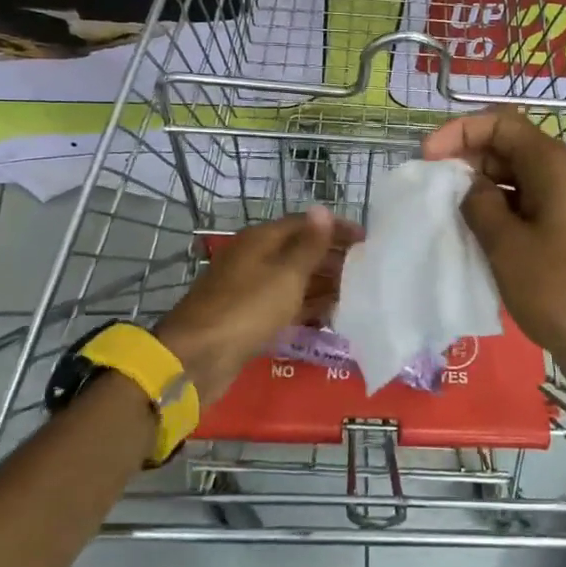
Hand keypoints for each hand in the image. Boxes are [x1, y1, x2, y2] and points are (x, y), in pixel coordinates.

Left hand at [155, 208, 356, 405]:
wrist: (198, 357)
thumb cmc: (247, 309)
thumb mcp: (286, 274)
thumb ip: (309, 244)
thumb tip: (323, 209)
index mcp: (261, 240)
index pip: (305, 224)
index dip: (335, 228)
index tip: (366, 239)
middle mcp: (255, 258)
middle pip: (299, 251)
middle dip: (332, 258)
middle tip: (367, 270)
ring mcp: (251, 289)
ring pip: (294, 279)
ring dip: (323, 284)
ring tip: (356, 292)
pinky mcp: (249, 317)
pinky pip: (285, 305)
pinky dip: (307, 307)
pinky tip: (330, 316)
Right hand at [424, 108, 565, 415]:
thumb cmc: (562, 288)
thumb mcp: (508, 245)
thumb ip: (479, 206)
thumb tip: (468, 187)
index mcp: (551, 165)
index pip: (500, 123)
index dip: (460, 131)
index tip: (427, 158)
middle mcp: (557, 178)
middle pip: (504, 149)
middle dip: (463, 161)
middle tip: (428, 190)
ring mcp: (559, 209)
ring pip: (508, 183)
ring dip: (474, 193)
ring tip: (439, 216)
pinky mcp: (558, 239)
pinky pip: (518, 213)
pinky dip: (491, 219)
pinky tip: (465, 240)